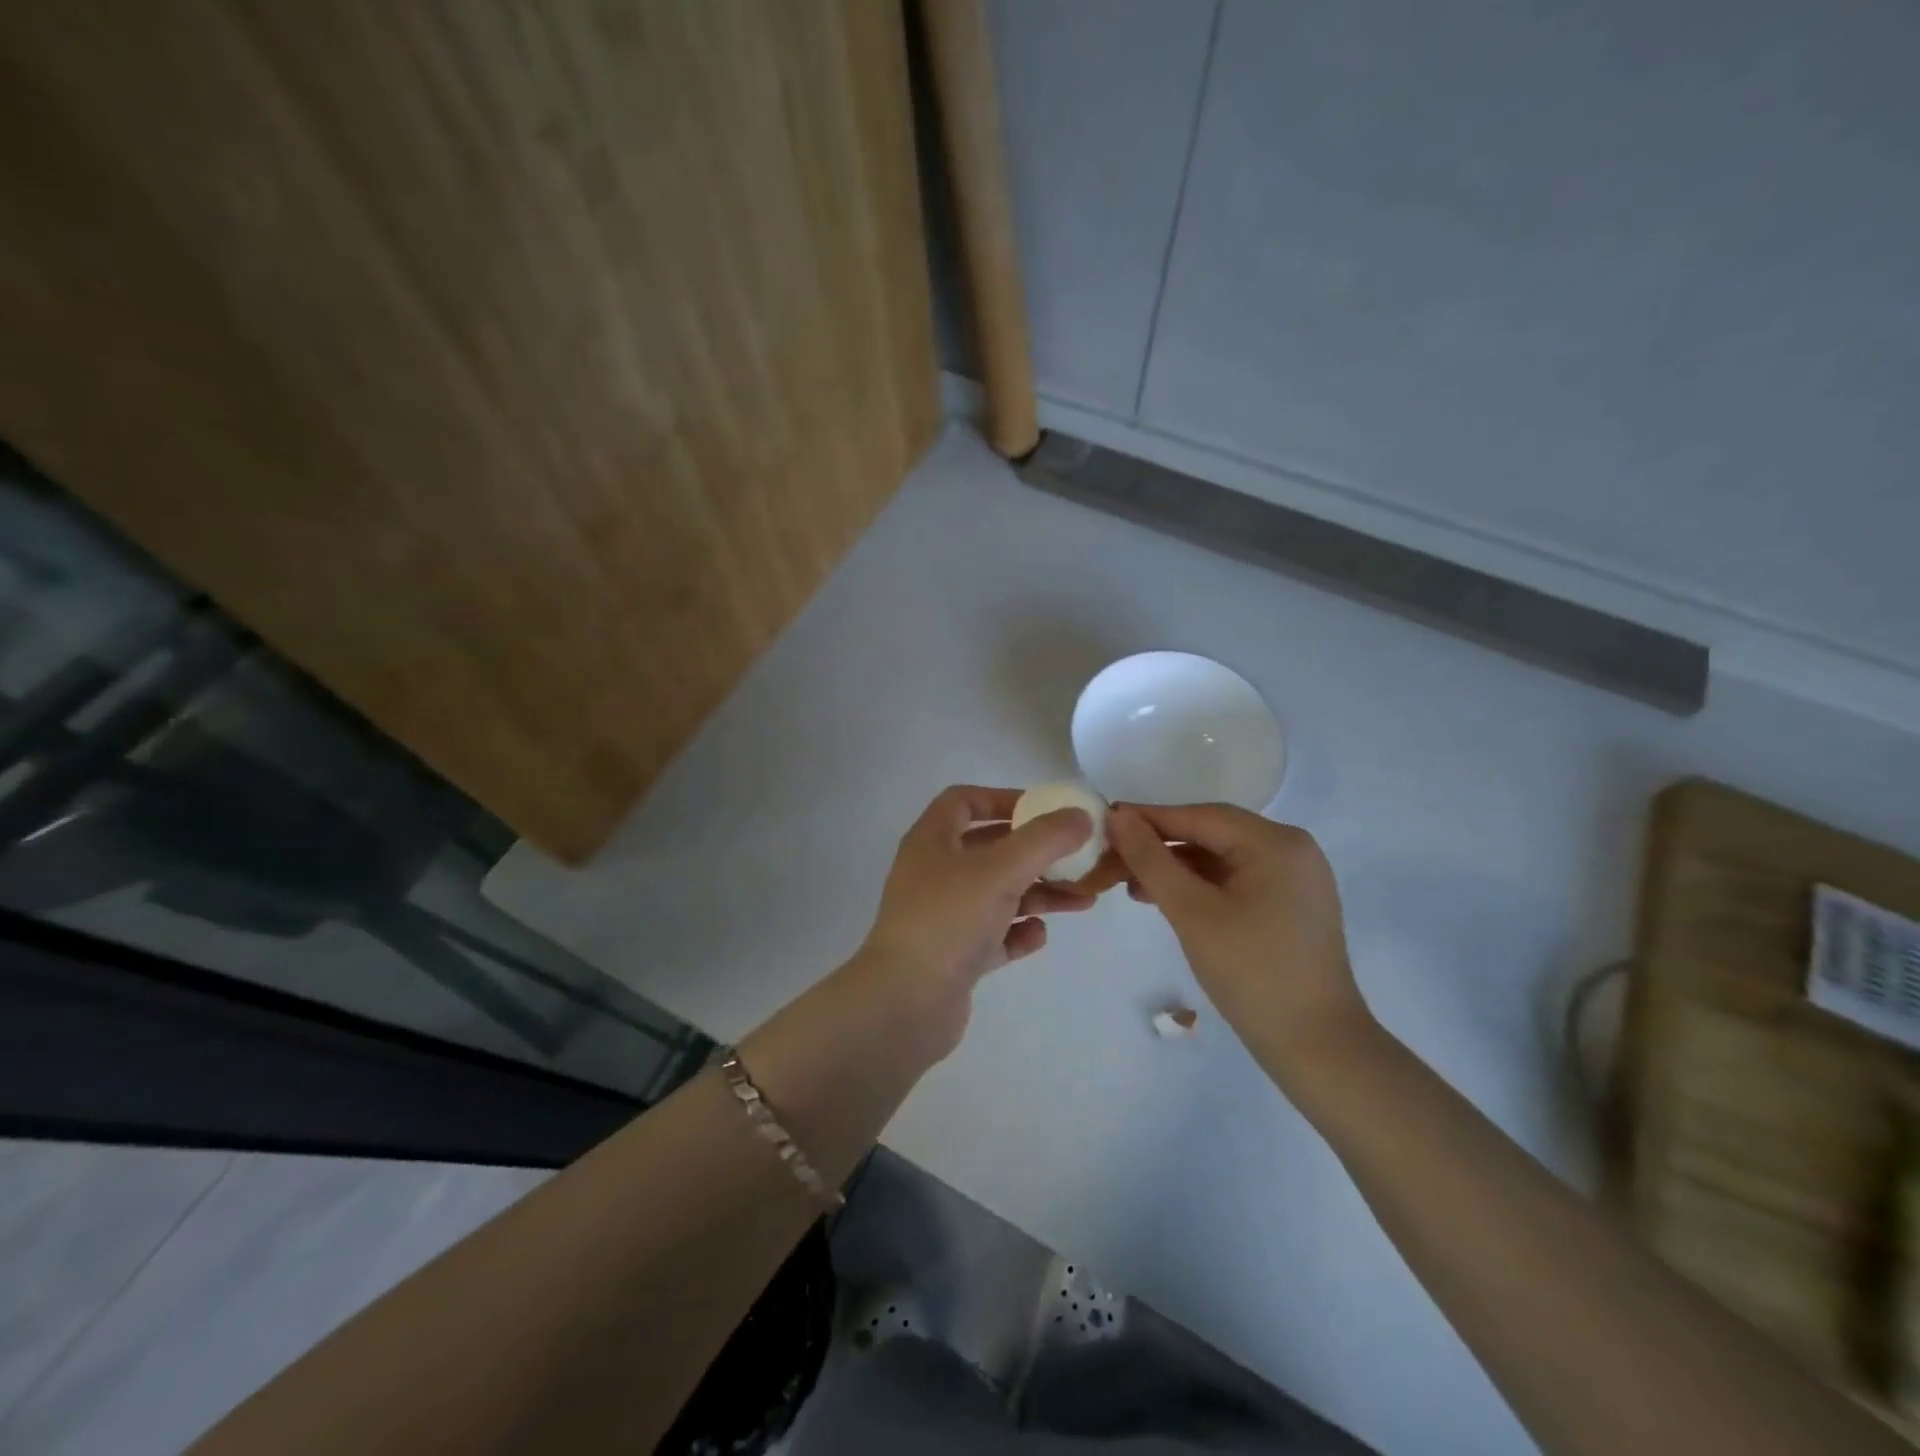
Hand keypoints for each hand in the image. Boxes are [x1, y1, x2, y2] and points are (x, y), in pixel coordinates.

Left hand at [851, 785, 1100, 1062]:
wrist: (905, 1004)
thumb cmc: (948, 921)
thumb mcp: (1000, 871)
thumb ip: (1044, 840)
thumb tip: (1081, 816)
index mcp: (932, 842)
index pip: (963, 801)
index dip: (1003, 798)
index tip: (1044, 810)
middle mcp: (934, 874)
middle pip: (990, 850)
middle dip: (1036, 853)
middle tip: (1077, 858)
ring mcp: (942, 917)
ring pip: (997, 894)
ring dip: (1038, 894)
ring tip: (1083, 901)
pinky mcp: (953, 957)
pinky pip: (993, 936)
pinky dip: (1017, 933)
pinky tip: (1038, 937)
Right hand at [1107, 803, 1372, 1082]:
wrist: (1316, 1047)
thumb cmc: (1252, 973)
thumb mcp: (1192, 912)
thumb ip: (1151, 860)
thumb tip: (1117, 817)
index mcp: (1277, 843)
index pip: (1200, 816)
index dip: (1149, 818)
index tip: (1104, 822)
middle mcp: (1291, 850)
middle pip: (1211, 834)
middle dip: (1159, 846)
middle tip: (1112, 859)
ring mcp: (1294, 878)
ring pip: (1220, 858)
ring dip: (1175, 868)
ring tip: (1130, 885)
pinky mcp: (1289, 904)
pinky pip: (1234, 880)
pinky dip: (1199, 886)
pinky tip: (1165, 900)